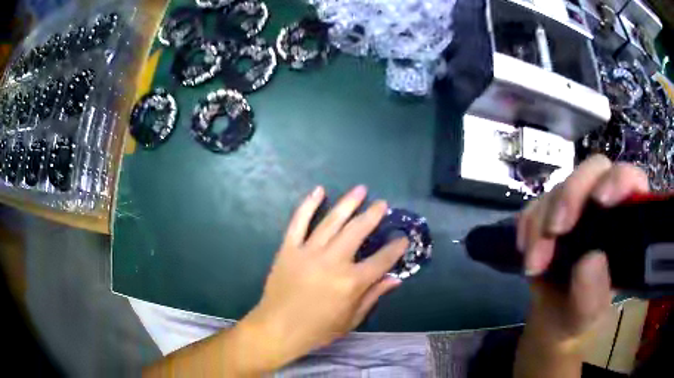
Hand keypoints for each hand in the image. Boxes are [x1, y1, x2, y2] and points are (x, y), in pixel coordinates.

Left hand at [240, 185, 407, 370]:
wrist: (277, 329)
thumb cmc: (317, 330)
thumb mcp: (351, 319)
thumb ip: (373, 296)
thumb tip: (395, 278)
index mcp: (351, 282)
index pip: (382, 260)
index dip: (396, 248)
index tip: (403, 238)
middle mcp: (332, 261)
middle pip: (358, 231)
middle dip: (373, 215)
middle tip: (382, 204)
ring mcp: (308, 252)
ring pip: (332, 221)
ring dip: (348, 203)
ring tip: (360, 189)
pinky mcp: (289, 248)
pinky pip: (298, 222)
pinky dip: (308, 204)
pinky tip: (319, 190)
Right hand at [517, 155, 649, 346]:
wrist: (551, 318)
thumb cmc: (579, 315)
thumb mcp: (588, 314)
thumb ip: (593, 294)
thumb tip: (590, 259)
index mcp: (626, 223)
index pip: (632, 180)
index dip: (619, 180)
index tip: (601, 200)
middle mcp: (604, 206)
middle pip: (594, 170)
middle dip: (572, 195)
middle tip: (556, 230)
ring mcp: (577, 206)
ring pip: (561, 186)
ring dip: (543, 221)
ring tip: (534, 263)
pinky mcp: (551, 211)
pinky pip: (536, 203)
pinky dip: (528, 226)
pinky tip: (526, 251)